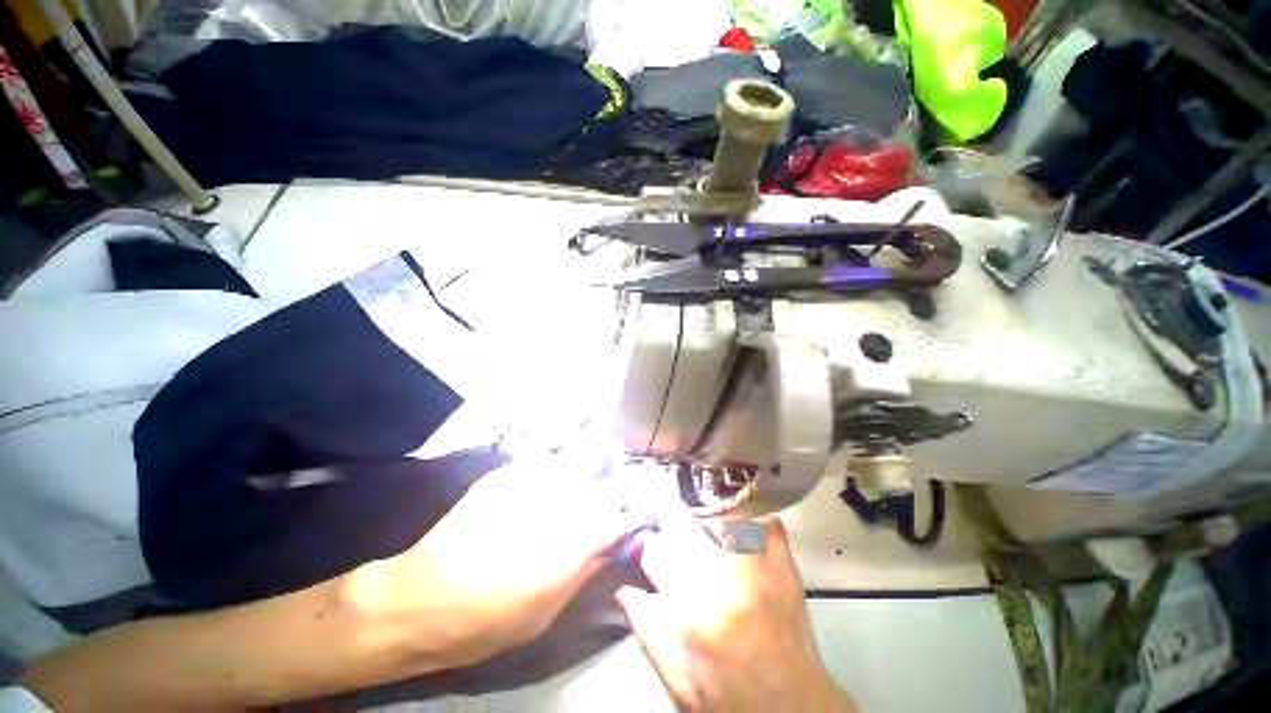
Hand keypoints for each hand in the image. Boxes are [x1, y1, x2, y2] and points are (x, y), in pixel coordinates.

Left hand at [356, 436, 635, 669]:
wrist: (418, 600)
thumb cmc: (487, 621)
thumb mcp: (547, 611)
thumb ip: (587, 568)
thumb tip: (614, 544)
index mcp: (571, 535)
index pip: (620, 508)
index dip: (633, 510)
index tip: (636, 514)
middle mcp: (555, 494)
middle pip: (599, 455)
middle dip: (612, 462)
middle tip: (610, 478)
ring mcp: (527, 475)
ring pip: (573, 449)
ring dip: (583, 460)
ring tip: (576, 480)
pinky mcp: (504, 472)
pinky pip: (543, 460)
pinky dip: (552, 470)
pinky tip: (539, 488)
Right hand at [615, 505, 853, 712]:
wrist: (795, 711)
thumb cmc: (733, 703)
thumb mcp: (679, 682)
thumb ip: (648, 630)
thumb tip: (624, 587)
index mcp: (698, 611)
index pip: (656, 552)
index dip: (643, 543)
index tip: (641, 541)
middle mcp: (730, 579)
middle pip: (687, 523)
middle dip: (668, 520)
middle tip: (666, 526)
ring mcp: (764, 567)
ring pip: (725, 512)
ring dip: (706, 515)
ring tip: (699, 523)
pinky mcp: (787, 566)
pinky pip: (765, 521)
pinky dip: (749, 517)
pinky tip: (737, 525)